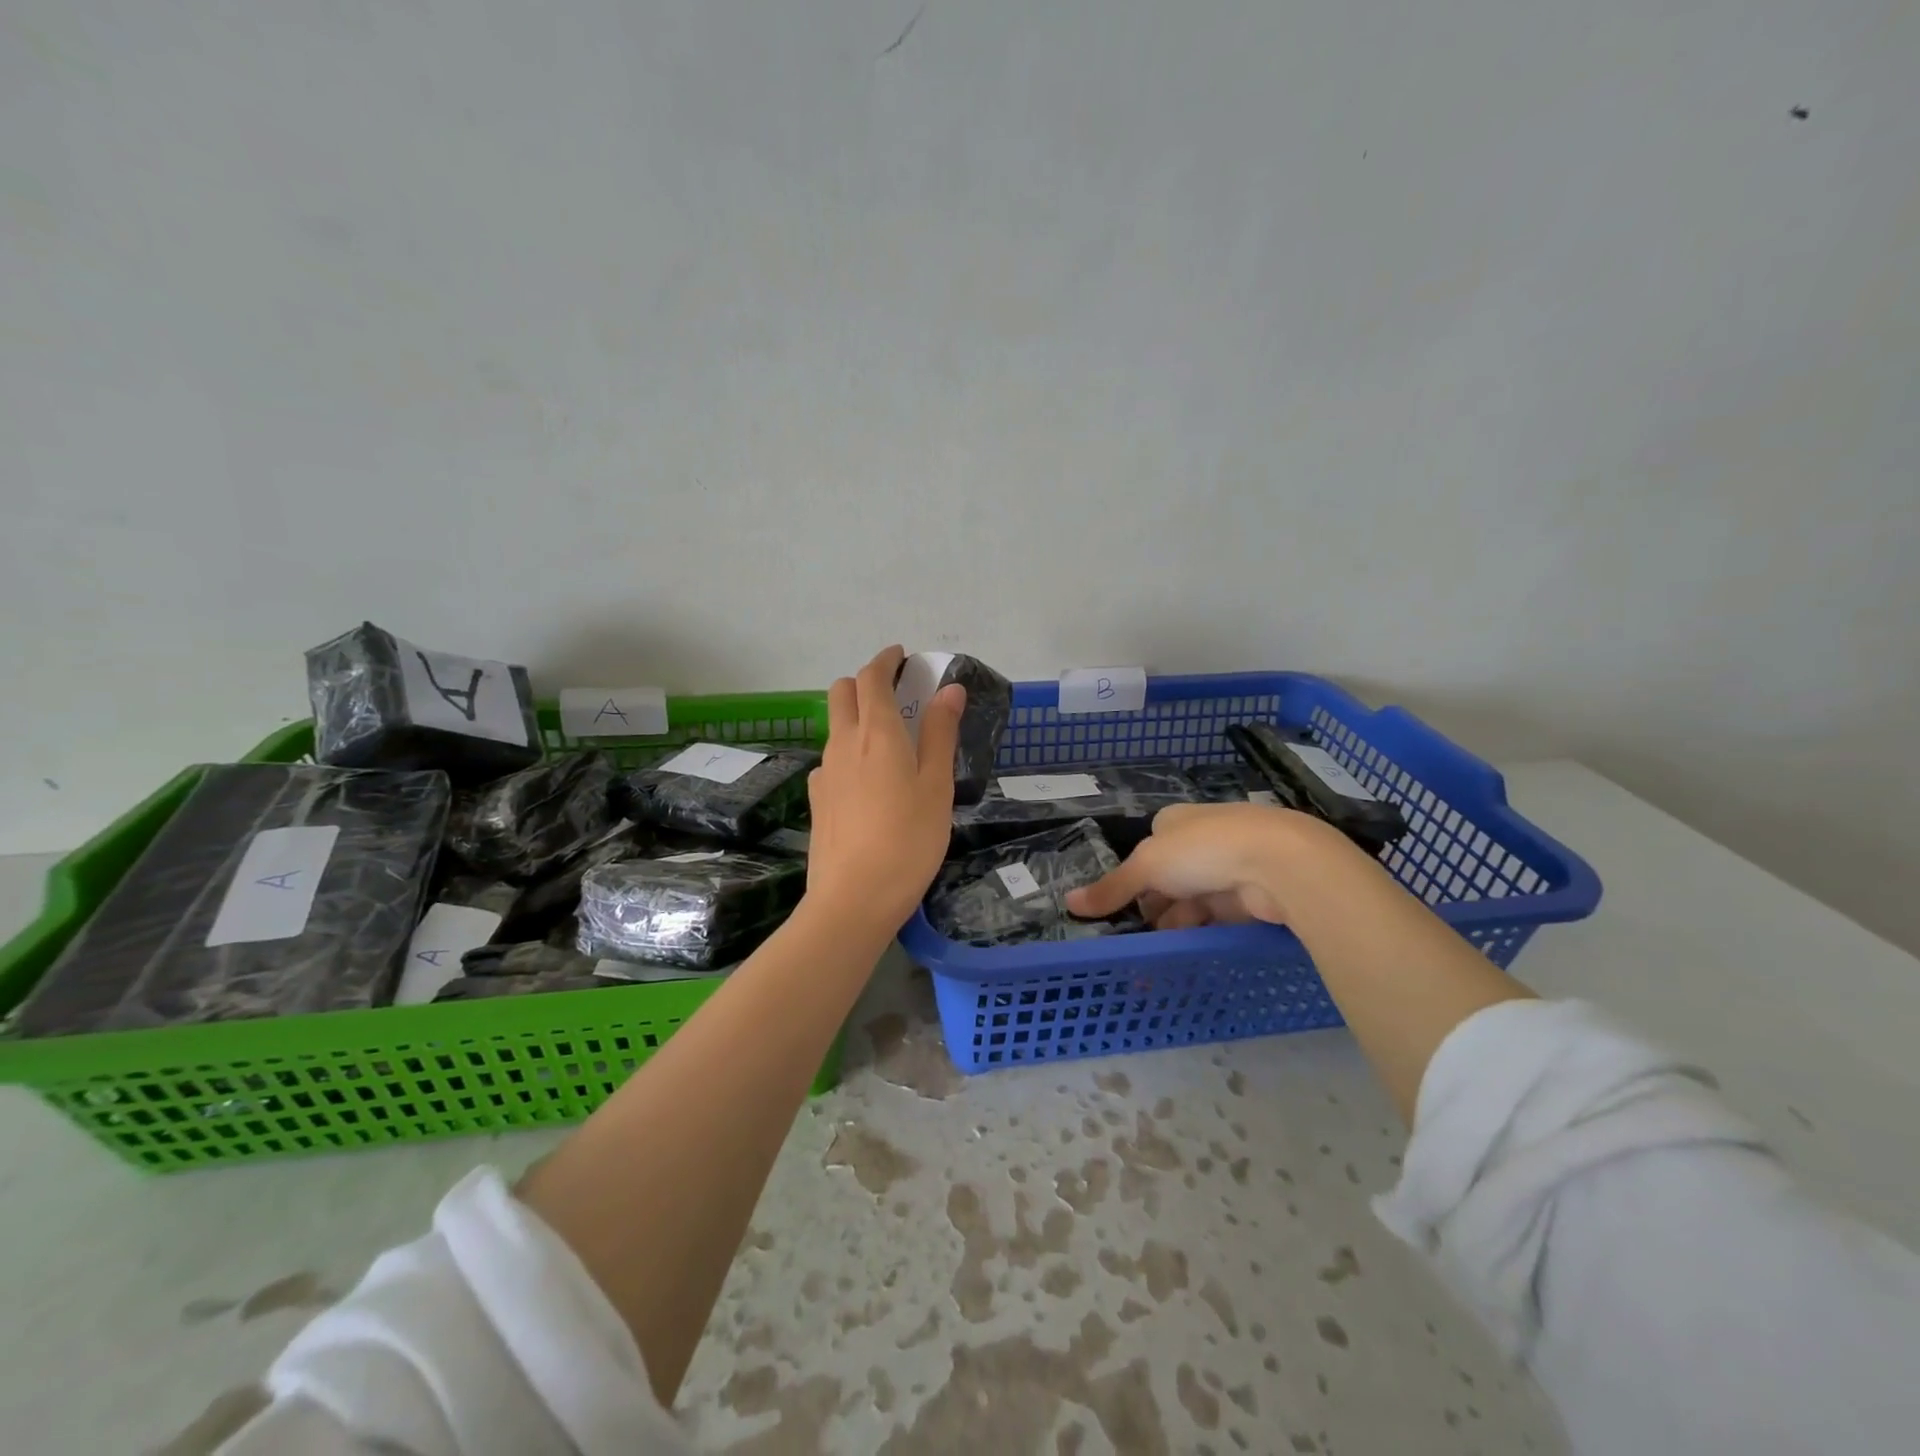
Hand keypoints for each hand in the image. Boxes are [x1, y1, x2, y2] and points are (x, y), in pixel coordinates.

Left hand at [804, 645, 965, 933]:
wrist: (854, 898)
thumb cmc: (908, 839)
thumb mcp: (936, 785)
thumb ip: (940, 733)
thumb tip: (950, 689)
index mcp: (876, 732)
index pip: (872, 677)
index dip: (885, 660)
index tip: (900, 656)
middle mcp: (843, 743)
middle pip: (841, 692)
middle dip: (864, 681)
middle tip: (894, 693)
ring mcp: (824, 772)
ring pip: (834, 726)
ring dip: (855, 717)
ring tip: (887, 741)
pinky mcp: (816, 799)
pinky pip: (831, 761)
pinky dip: (848, 754)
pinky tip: (866, 783)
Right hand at [1066, 801, 1352, 928]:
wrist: (1280, 863)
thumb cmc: (1204, 850)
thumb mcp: (1147, 867)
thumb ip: (1111, 888)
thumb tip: (1068, 904)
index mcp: (1176, 821)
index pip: (1148, 849)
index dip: (1134, 878)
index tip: (1121, 908)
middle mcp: (1203, 839)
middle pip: (1169, 877)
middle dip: (1154, 905)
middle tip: (1135, 936)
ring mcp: (1230, 867)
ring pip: (1193, 900)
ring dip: (1176, 922)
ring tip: (1155, 952)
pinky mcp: (1251, 896)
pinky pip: (1217, 917)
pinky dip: (1201, 932)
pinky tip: (1186, 951)